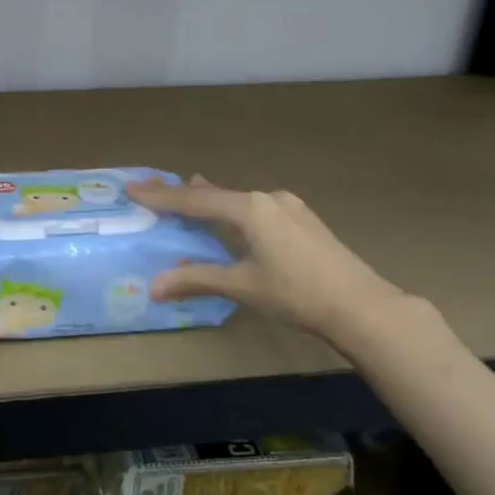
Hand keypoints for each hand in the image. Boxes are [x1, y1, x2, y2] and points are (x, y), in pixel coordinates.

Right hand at [127, 176, 408, 354]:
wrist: (362, 306)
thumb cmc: (297, 293)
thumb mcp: (243, 286)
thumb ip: (198, 279)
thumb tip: (155, 286)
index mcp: (250, 208)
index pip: (195, 200)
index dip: (161, 196)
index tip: (132, 187)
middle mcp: (268, 199)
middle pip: (216, 194)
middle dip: (184, 194)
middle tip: (155, 189)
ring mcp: (290, 207)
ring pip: (239, 199)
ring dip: (212, 199)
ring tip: (192, 190)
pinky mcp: (304, 221)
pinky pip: (256, 208)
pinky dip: (235, 209)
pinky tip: (236, 215)